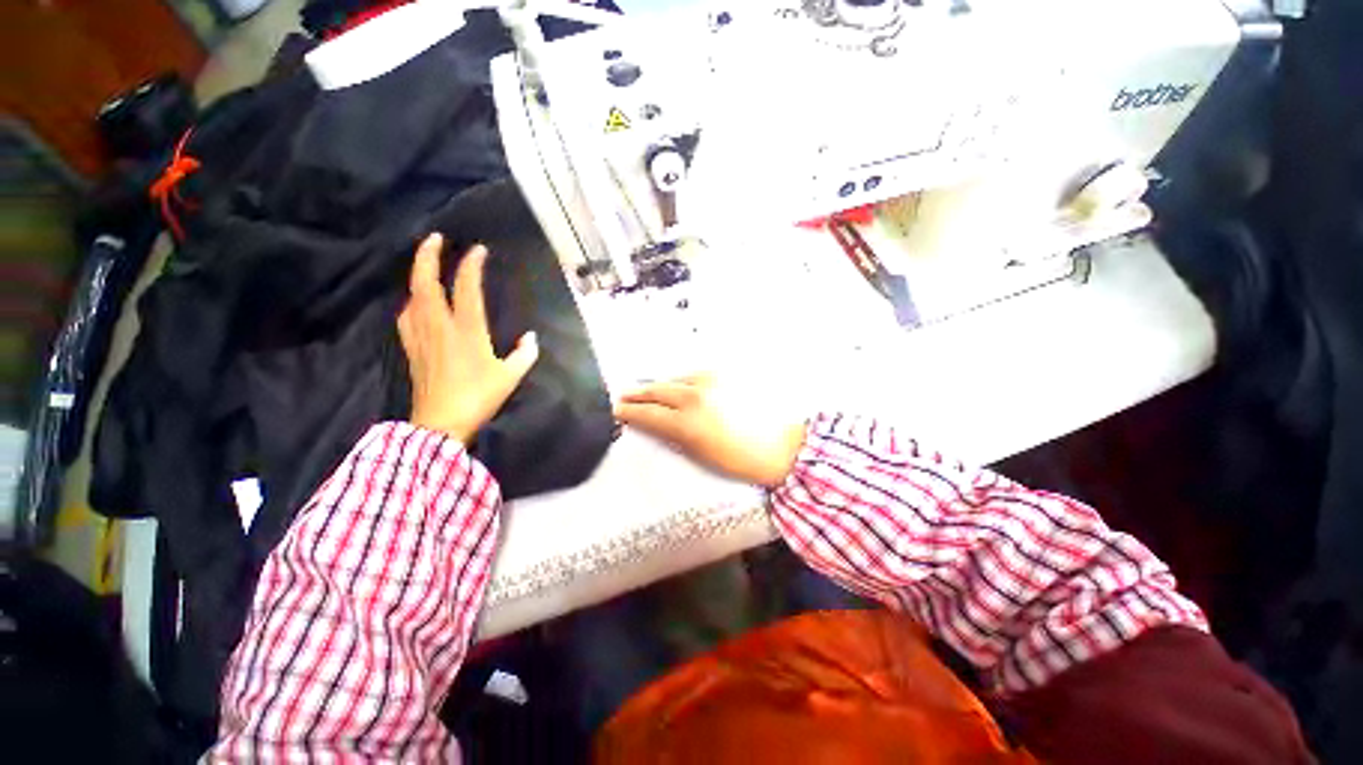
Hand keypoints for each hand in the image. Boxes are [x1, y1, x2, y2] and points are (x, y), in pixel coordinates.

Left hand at [398, 234, 538, 443]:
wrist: (440, 422)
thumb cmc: (478, 397)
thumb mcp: (510, 377)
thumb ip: (524, 355)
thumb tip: (531, 339)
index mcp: (467, 330)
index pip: (466, 288)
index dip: (471, 265)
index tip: (478, 250)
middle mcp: (439, 325)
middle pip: (425, 282)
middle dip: (427, 255)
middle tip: (434, 238)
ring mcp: (421, 335)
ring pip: (412, 295)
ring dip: (417, 275)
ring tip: (426, 266)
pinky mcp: (411, 347)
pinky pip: (407, 314)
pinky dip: (412, 300)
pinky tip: (416, 302)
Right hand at [614, 376, 805, 486]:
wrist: (782, 446)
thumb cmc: (740, 460)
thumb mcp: (700, 455)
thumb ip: (673, 436)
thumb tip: (655, 424)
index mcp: (687, 423)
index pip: (648, 414)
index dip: (629, 412)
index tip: (617, 410)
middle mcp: (694, 396)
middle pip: (656, 391)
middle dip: (637, 394)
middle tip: (623, 396)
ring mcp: (710, 381)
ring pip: (674, 379)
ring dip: (658, 386)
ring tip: (647, 391)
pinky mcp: (725, 375)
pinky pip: (693, 375)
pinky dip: (679, 381)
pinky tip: (676, 386)